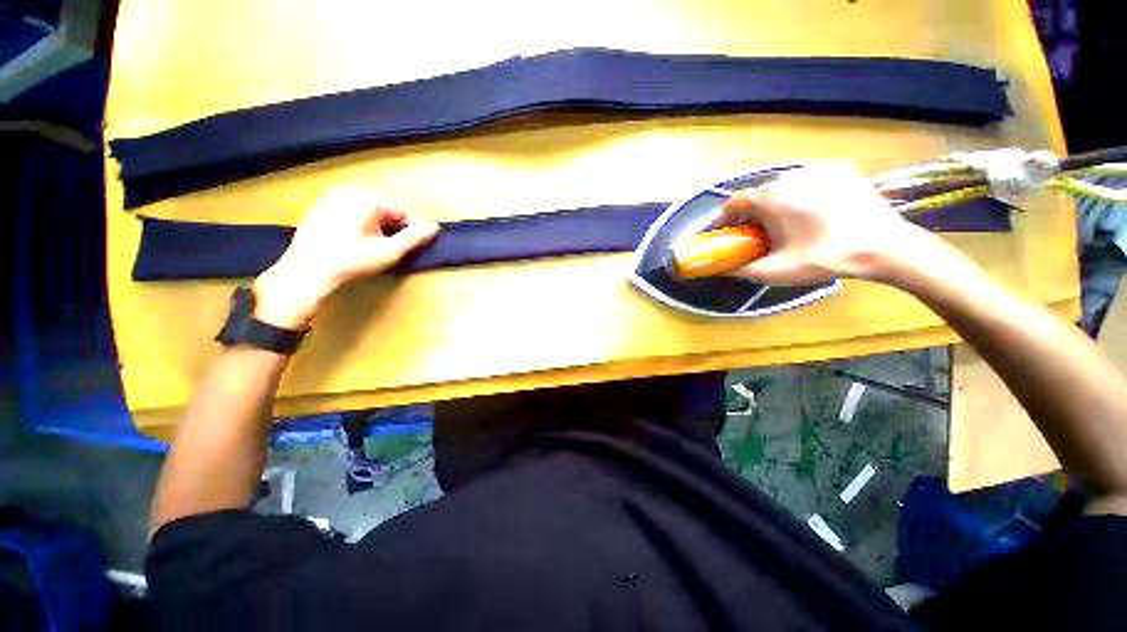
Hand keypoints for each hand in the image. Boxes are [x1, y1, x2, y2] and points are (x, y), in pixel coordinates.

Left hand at [252, 188, 438, 328]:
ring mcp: (329, 198)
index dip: (411, 230)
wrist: (305, 273)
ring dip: (377, 226)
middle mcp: (348, 192)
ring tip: (375, 247)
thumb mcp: (389, 252)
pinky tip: (354, 242)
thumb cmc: (351, 262)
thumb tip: (435, 228)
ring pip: (366, 211)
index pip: (402, 211)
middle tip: (392, 248)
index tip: (411, 248)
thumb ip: (414, 238)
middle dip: (393, 227)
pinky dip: (359, 224)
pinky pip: (349, 212)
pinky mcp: (318, 209)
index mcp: (366, 199)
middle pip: (384, 208)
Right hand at [719, 163, 928, 285]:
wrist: (885, 247)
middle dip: (753, 213)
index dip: (725, 218)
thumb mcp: (775, 271)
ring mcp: (817, 169)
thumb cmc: (824, 258)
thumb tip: (720, 268)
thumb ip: (741, 269)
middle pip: (759, 194)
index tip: (726, 233)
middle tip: (758, 234)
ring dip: (776, 203)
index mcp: (770, 198)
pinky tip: (814, 212)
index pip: (734, 202)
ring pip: (783, 186)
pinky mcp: (840, 169)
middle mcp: (789, 176)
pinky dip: (801, 194)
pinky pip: (808, 180)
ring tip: (788, 224)